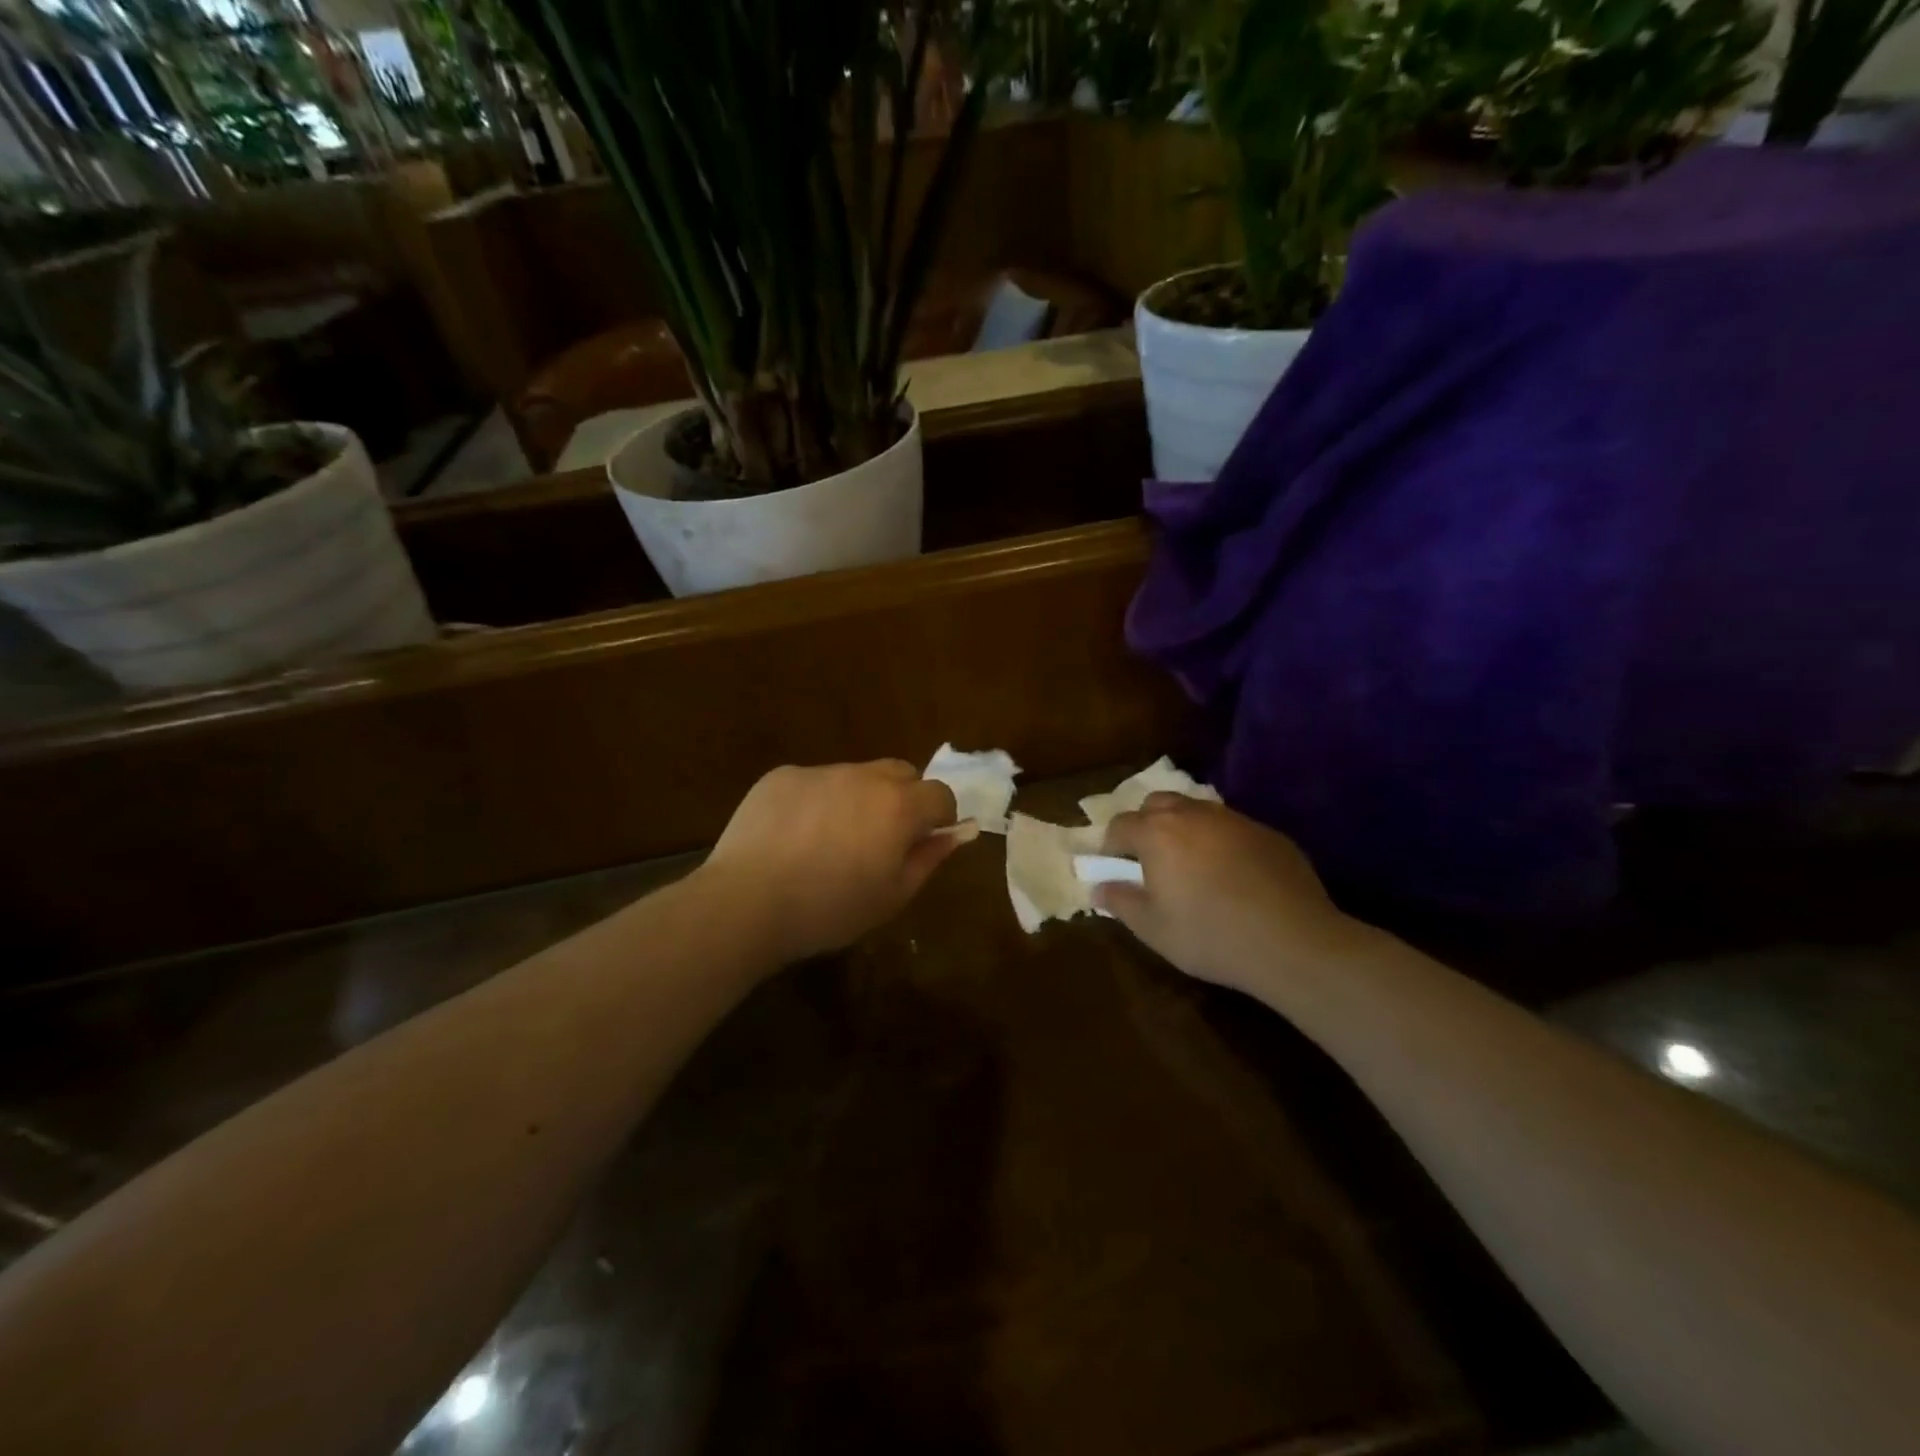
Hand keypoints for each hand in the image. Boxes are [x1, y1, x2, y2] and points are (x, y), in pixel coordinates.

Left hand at [698, 761, 961, 963]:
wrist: (747, 903)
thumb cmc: (829, 909)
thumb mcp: (892, 896)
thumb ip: (929, 858)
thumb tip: (955, 834)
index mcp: (898, 806)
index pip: (940, 794)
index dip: (939, 818)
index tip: (922, 842)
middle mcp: (864, 776)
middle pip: (901, 773)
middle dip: (903, 799)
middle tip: (881, 838)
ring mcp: (820, 771)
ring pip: (856, 776)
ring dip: (858, 799)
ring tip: (830, 841)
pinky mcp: (782, 776)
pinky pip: (814, 782)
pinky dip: (816, 801)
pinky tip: (793, 837)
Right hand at [1096, 794, 1363, 1000]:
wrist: (1293, 942)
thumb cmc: (1210, 936)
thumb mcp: (1152, 929)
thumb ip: (1120, 901)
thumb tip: (1099, 886)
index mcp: (1157, 833)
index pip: (1119, 825)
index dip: (1111, 846)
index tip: (1115, 870)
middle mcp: (1193, 814)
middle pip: (1157, 804)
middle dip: (1146, 825)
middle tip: (1151, 861)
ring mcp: (1234, 820)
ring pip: (1196, 811)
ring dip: (1184, 829)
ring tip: (1191, 866)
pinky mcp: (1268, 833)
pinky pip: (1231, 828)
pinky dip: (1220, 843)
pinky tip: (1233, 876)